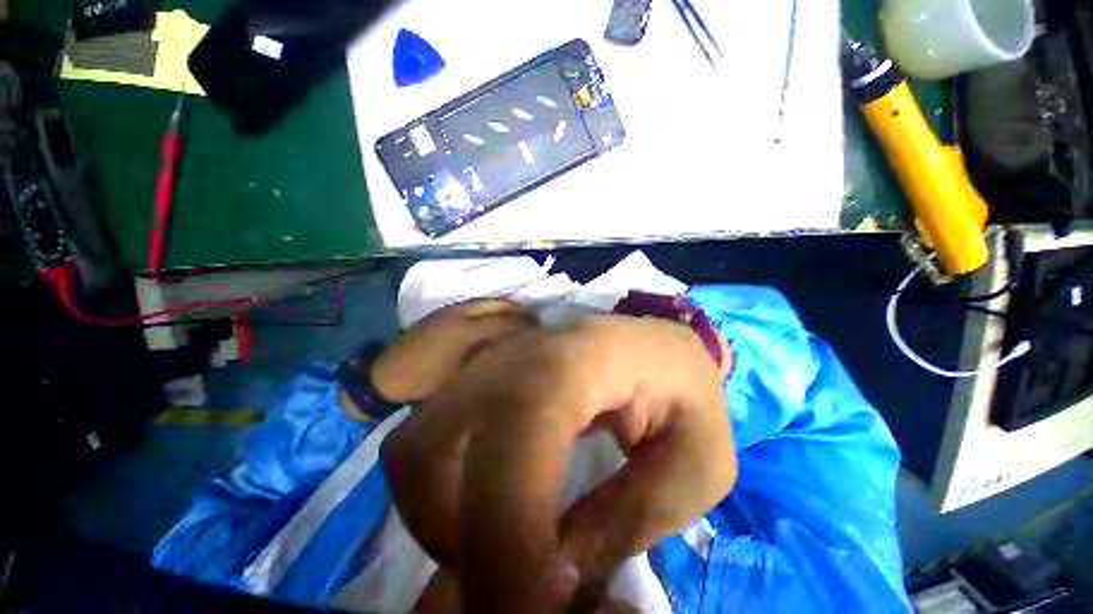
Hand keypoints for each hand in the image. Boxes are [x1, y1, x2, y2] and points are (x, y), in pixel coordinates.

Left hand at [344, 299, 529, 419]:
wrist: (385, 379)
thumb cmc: (427, 385)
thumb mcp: (462, 379)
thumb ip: (490, 359)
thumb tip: (513, 348)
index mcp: (468, 332)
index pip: (507, 321)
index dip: (526, 324)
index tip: (541, 330)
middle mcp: (463, 314)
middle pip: (501, 305)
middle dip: (520, 311)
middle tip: (535, 321)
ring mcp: (452, 311)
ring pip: (488, 302)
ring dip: (507, 307)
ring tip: (521, 317)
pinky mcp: (443, 313)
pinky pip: (475, 305)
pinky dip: (491, 308)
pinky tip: (497, 318)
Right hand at [385, 314, 735, 611]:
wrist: (651, 343)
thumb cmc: (685, 392)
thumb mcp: (695, 465)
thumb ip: (628, 521)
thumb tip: (549, 582)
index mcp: (580, 357)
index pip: (515, 433)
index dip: (504, 534)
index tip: (527, 613)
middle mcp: (515, 352)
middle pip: (431, 448)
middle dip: (454, 536)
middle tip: (510, 581)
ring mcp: (489, 361)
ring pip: (415, 448)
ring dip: (440, 518)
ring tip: (501, 546)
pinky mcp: (480, 376)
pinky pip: (425, 441)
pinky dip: (437, 493)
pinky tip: (486, 508)